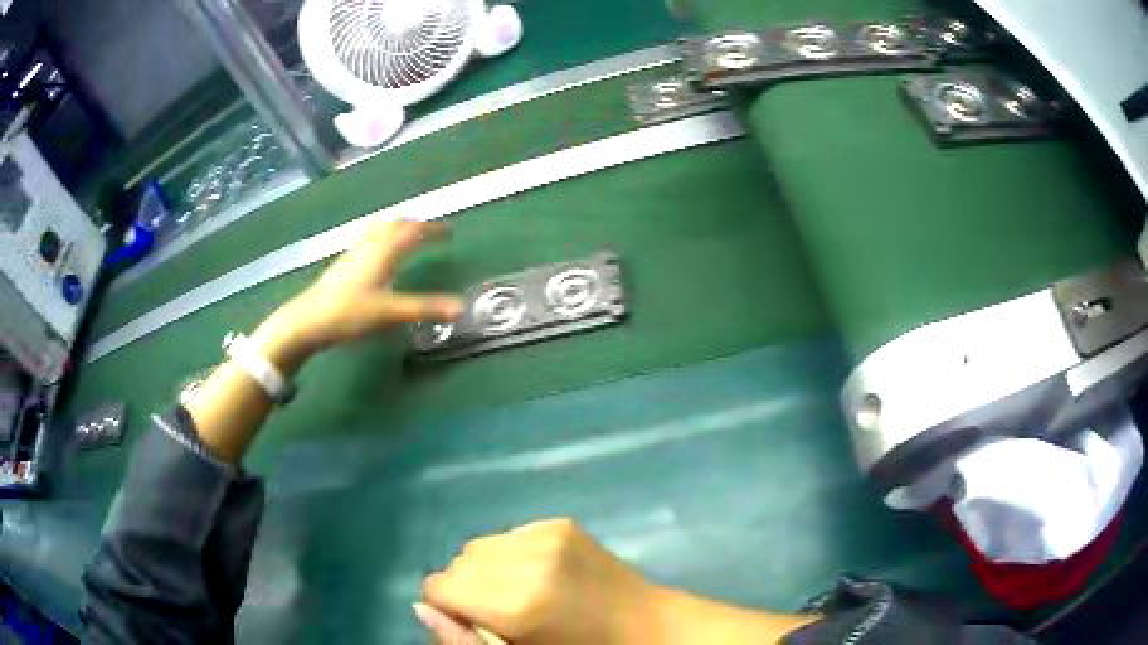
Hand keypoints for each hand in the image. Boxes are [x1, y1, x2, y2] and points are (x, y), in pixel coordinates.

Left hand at [269, 219, 463, 358]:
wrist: (307, 321)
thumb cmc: (348, 314)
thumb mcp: (389, 313)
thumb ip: (424, 309)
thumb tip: (461, 307)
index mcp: (383, 252)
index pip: (413, 232)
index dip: (432, 230)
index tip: (449, 232)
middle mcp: (369, 247)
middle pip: (394, 224)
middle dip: (414, 223)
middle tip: (429, 229)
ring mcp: (353, 254)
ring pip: (377, 229)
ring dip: (395, 226)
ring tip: (404, 229)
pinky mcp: (342, 265)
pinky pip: (366, 240)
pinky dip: (379, 237)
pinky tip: (375, 251)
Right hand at [419, 518, 655, 644]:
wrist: (645, 625)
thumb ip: (463, 639)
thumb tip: (419, 607)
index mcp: (518, 604)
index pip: (439, 586)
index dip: (450, 607)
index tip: (475, 623)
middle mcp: (529, 558)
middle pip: (457, 563)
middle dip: (466, 588)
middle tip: (500, 612)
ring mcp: (548, 534)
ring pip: (479, 546)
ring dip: (486, 569)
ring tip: (520, 591)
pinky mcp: (561, 522)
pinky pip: (508, 535)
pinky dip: (511, 555)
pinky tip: (540, 575)